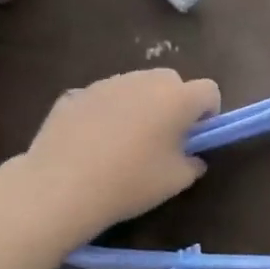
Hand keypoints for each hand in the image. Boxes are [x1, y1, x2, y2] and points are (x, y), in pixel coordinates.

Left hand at [14, 69, 220, 240]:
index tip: (196, 137)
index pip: (209, 90)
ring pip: (135, 86)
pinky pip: (103, 99)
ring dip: (140, 105)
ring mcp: (106, 84)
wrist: (60, 187)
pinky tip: (93, 143)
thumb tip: (191, 156)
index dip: (209, 113)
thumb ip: (193, 162)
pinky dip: (106, 113)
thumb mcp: (177, 181)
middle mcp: (145, 81)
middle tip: (163, 137)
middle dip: (174, 103)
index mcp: (177, 98)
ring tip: (124, 141)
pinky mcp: (75, 94)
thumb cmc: (130, 182)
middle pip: (171, 81)